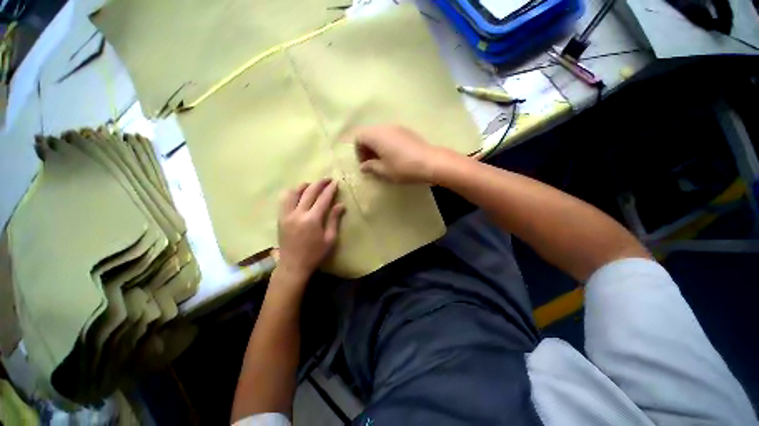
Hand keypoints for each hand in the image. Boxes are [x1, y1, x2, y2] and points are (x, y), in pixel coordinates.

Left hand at [277, 179, 344, 280]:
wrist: (293, 265)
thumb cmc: (315, 253)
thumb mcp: (330, 239)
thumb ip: (334, 220)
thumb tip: (340, 205)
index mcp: (312, 220)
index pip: (323, 199)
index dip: (330, 189)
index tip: (335, 183)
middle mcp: (298, 213)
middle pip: (309, 192)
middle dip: (319, 183)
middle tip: (327, 179)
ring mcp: (287, 215)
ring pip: (293, 192)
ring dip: (304, 185)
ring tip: (312, 184)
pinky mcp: (280, 218)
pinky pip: (284, 200)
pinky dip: (292, 192)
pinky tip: (298, 192)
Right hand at [350, 125, 450, 183]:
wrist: (430, 162)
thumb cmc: (403, 168)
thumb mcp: (384, 171)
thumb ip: (371, 167)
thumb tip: (364, 166)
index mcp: (376, 135)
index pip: (359, 137)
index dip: (358, 151)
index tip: (365, 164)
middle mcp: (385, 127)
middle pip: (369, 134)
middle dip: (367, 148)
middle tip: (372, 163)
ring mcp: (397, 127)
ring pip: (380, 134)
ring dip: (377, 146)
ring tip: (383, 160)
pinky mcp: (407, 131)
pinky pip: (391, 135)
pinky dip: (387, 143)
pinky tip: (395, 156)